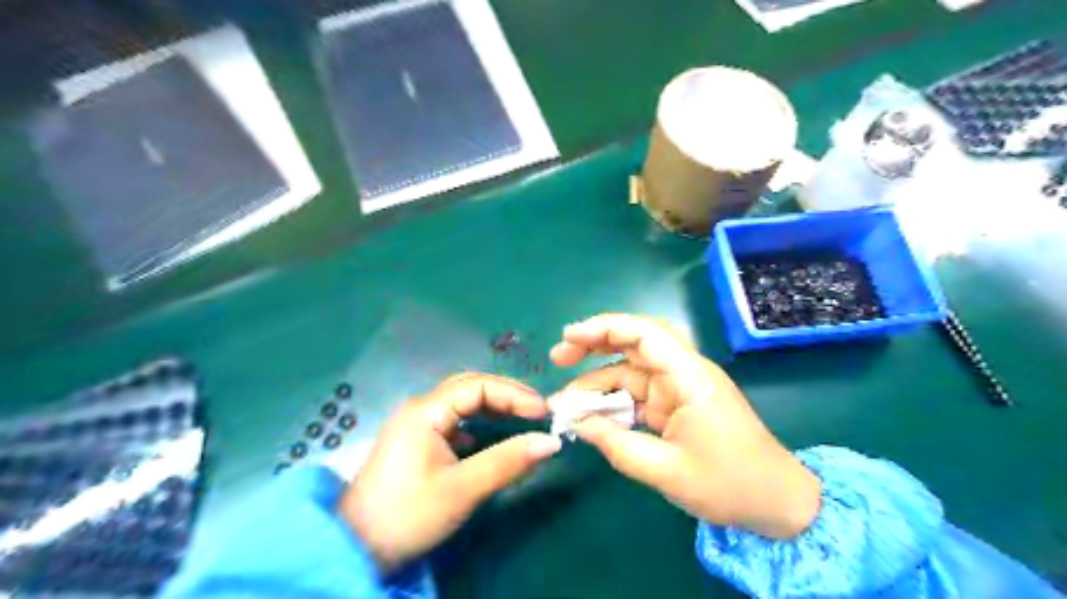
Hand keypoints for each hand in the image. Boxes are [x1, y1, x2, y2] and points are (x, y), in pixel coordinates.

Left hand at [339, 373, 559, 571]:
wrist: (356, 548)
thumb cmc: (409, 515)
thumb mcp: (463, 489)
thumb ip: (508, 462)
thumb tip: (551, 442)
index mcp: (425, 411)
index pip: (479, 386)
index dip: (514, 395)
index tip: (544, 411)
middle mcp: (420, 408)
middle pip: (470, 388)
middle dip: (506, 396)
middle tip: (538, 411)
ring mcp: (416, 424)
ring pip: (462, 403)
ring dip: (493, 407)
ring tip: (523, 418)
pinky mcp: (416, 441)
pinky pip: (454, 421)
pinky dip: (478, 424)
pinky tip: (490, 438)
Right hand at [551, 314, 819, 537]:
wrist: (778, 504)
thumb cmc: (730, 485)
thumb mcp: (667, 472)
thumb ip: (617, 445)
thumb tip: (577, 424)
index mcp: (689, 377)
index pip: (644, 333)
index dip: (604, 328)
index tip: (568, 338)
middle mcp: (683, 373)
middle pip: (634, 343)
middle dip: (593, 345)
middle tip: (557, 359)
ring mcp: (679, 389)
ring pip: (629, 371)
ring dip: (596, 383)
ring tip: (564, 404)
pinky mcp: (675, 405)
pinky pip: (636, 395)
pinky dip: (612, 403)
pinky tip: (590, 417)